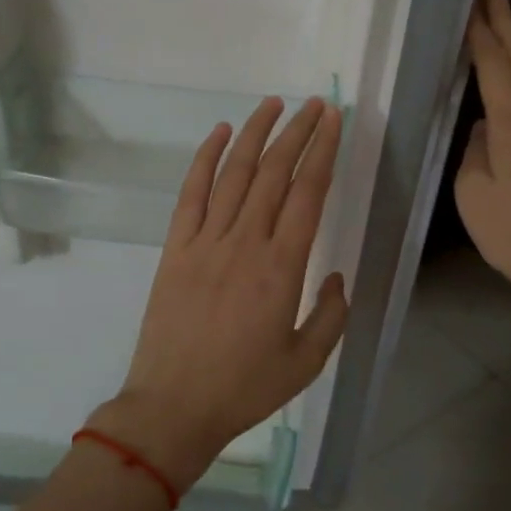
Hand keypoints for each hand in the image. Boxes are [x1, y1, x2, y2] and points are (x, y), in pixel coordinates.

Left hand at [89, 96, 349, 491]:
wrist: (174, 406)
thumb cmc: (244, 388)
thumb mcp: (306, 362)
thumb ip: (331, 315)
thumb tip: (337, 276)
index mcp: (282, 267)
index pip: (308, 193)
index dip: (323, 152)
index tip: (333, 121)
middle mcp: (245, 242)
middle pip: (274, 172)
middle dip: (297, 132)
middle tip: (315, 105)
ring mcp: (206, 241)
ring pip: (234, 173)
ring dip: (255, 134)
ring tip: (273, 104)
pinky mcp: (176, 248)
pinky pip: (192, 193)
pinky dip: (205, 159)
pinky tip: (220, 133)